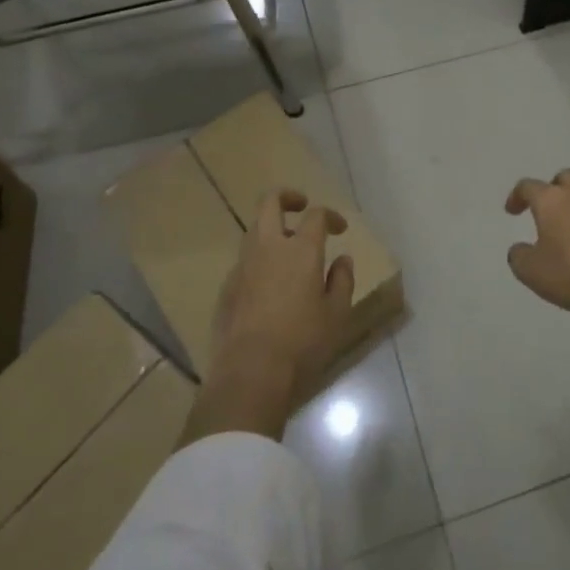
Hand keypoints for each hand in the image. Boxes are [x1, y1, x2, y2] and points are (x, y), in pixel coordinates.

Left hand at [184, 190, 354, 445]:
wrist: (250, 372)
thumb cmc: (302, 342)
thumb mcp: (336, 313)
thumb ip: (342, 280)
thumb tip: (342, 259)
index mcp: (300, 249)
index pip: (316, 215)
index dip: (330, 216)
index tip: (339, 229)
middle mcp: (268, 247)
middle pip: (270, 202)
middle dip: (287, 197)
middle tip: (301, 207)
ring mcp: (243, 266)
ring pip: (254, 230)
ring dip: (272, 230)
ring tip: (288, 251)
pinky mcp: (227, 287)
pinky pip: (245, 260)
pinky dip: (259, 260)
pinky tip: (269, 284)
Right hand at [504, 169, 569, 395]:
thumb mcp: (531, 271)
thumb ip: (519, 255)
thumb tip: (521, 248)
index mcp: (553, 200)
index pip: (529, 186)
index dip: (517, 196)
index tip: (512, 211)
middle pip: (564, 178)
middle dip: (552, 189)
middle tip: (545, 210)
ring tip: (569, 231)